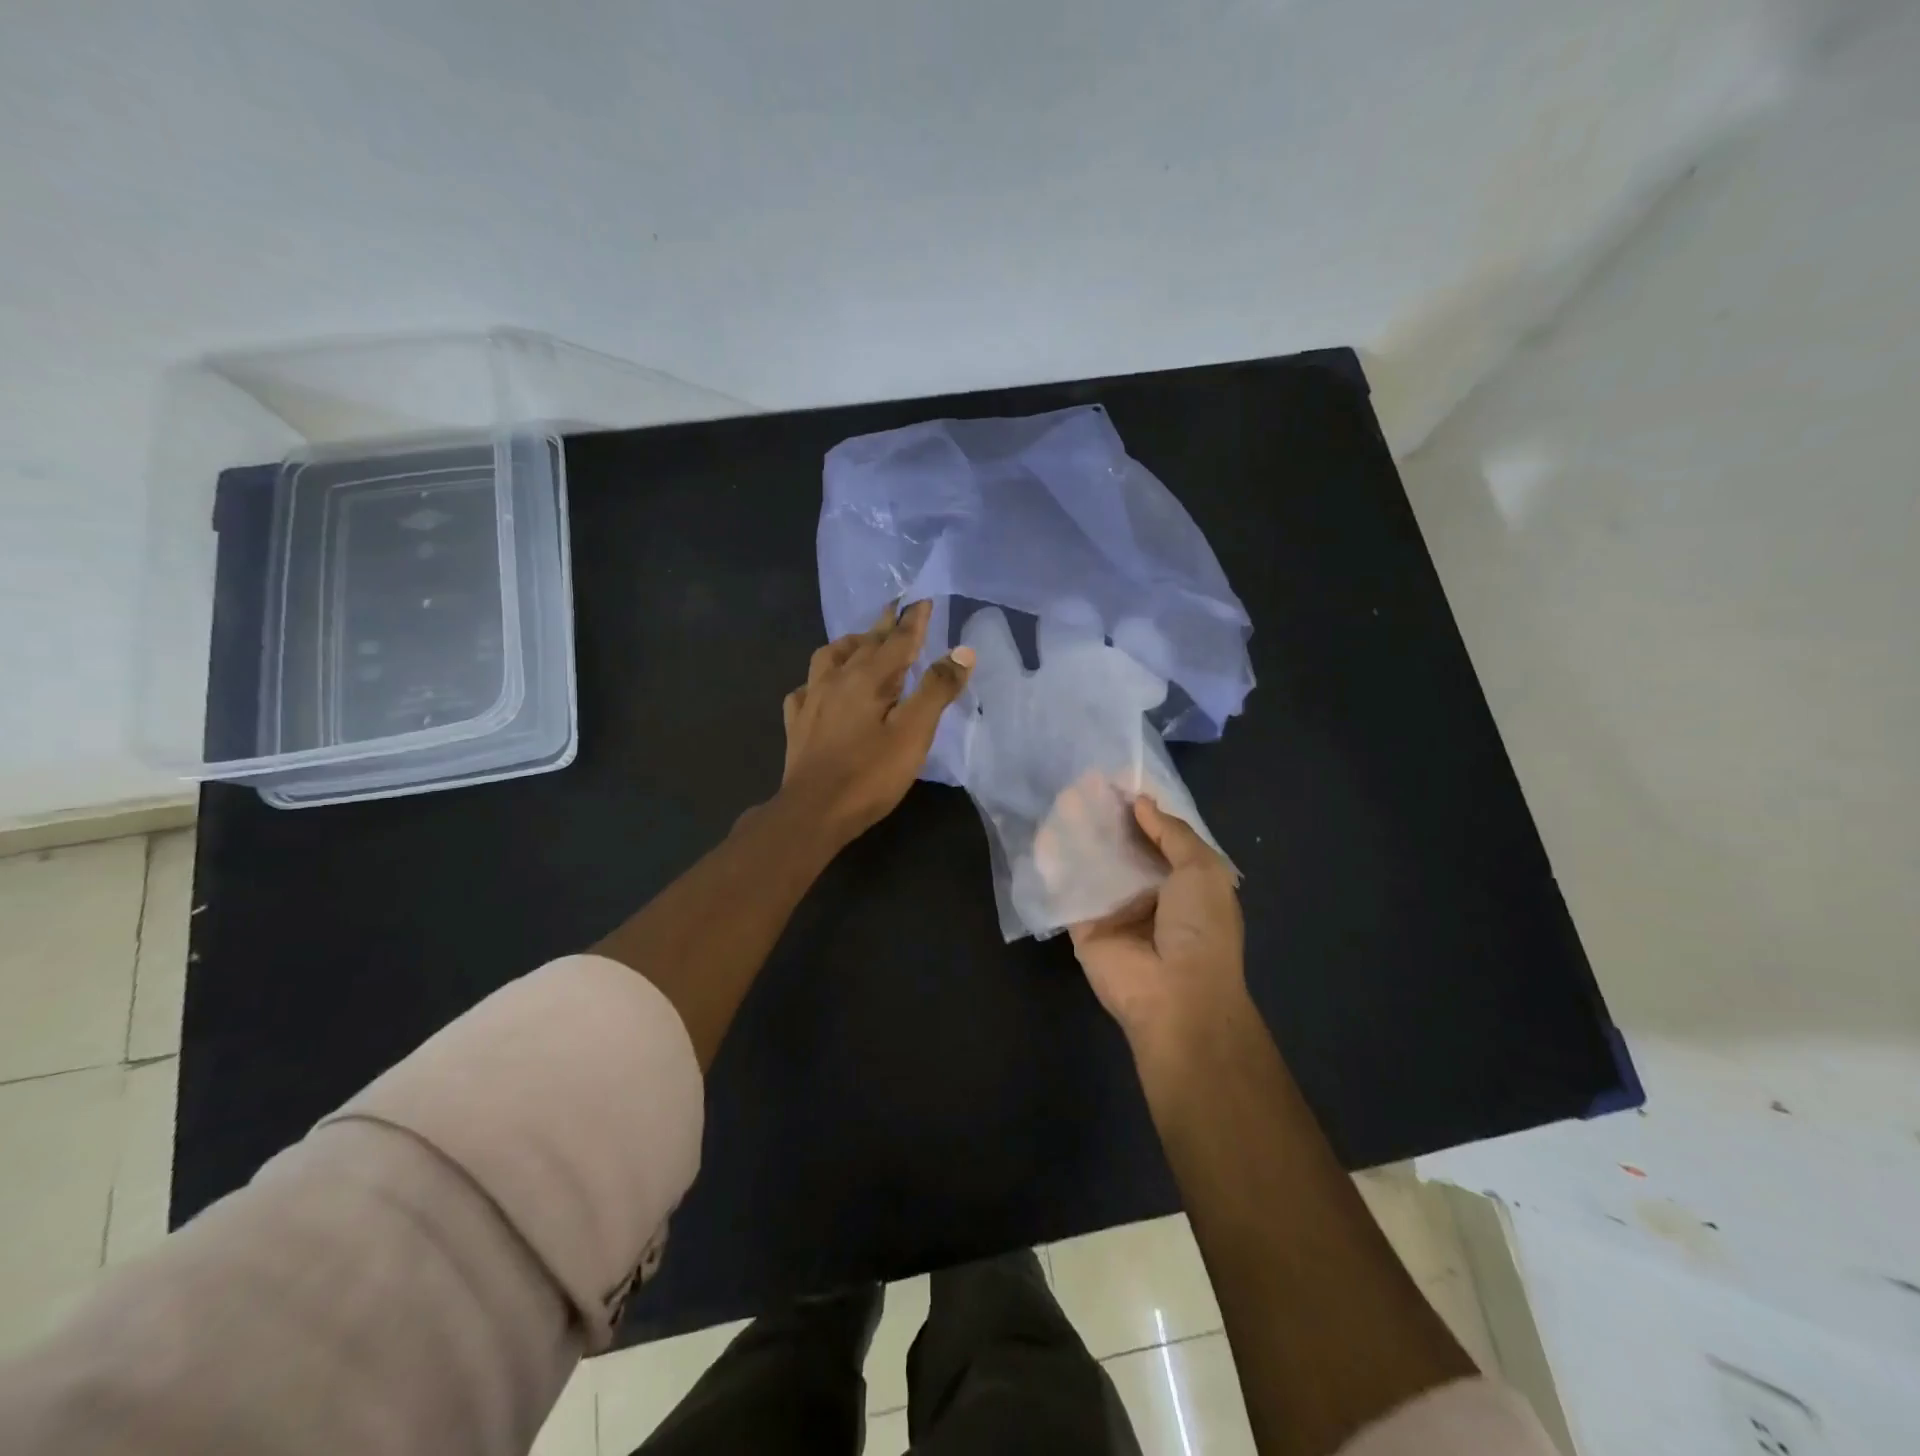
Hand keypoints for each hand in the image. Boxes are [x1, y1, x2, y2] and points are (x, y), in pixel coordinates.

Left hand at [779, 599, 974, 844]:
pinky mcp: (797, 724)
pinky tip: (820, 689)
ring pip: (829, 658)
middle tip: (896, 609)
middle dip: (884, 625)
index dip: (913, 621)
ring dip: (849, 645)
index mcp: (868, 678)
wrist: (813, 812)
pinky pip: (806, 689)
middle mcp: (836, 679)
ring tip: (860, 643)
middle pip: (864, 643)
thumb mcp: (913, 733)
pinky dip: (818, 681)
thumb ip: (936, 690)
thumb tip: (962, 652)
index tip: (923, 600)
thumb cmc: (869, 774)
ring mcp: (811, 700)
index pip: (897, 641)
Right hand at [1068, 796, 1246, 1049]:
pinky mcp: (1082, 922)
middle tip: (1083, 780)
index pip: (1156, 831)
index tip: (1116, 774)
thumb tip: (1142, 802)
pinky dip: (1054, 860)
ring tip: (1061, 796)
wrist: (1175, 994)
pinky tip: (1042, 831)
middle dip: (1104, 811)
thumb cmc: (1199, 928)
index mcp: (1182, 877)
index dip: (1139, 803)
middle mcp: (1146, 888)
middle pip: (1120, 841)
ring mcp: (1112, 905)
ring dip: (1078, 828)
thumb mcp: (1203, 870)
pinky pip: (1066, 885)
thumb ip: (1172, 833)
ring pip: (1091, 858)